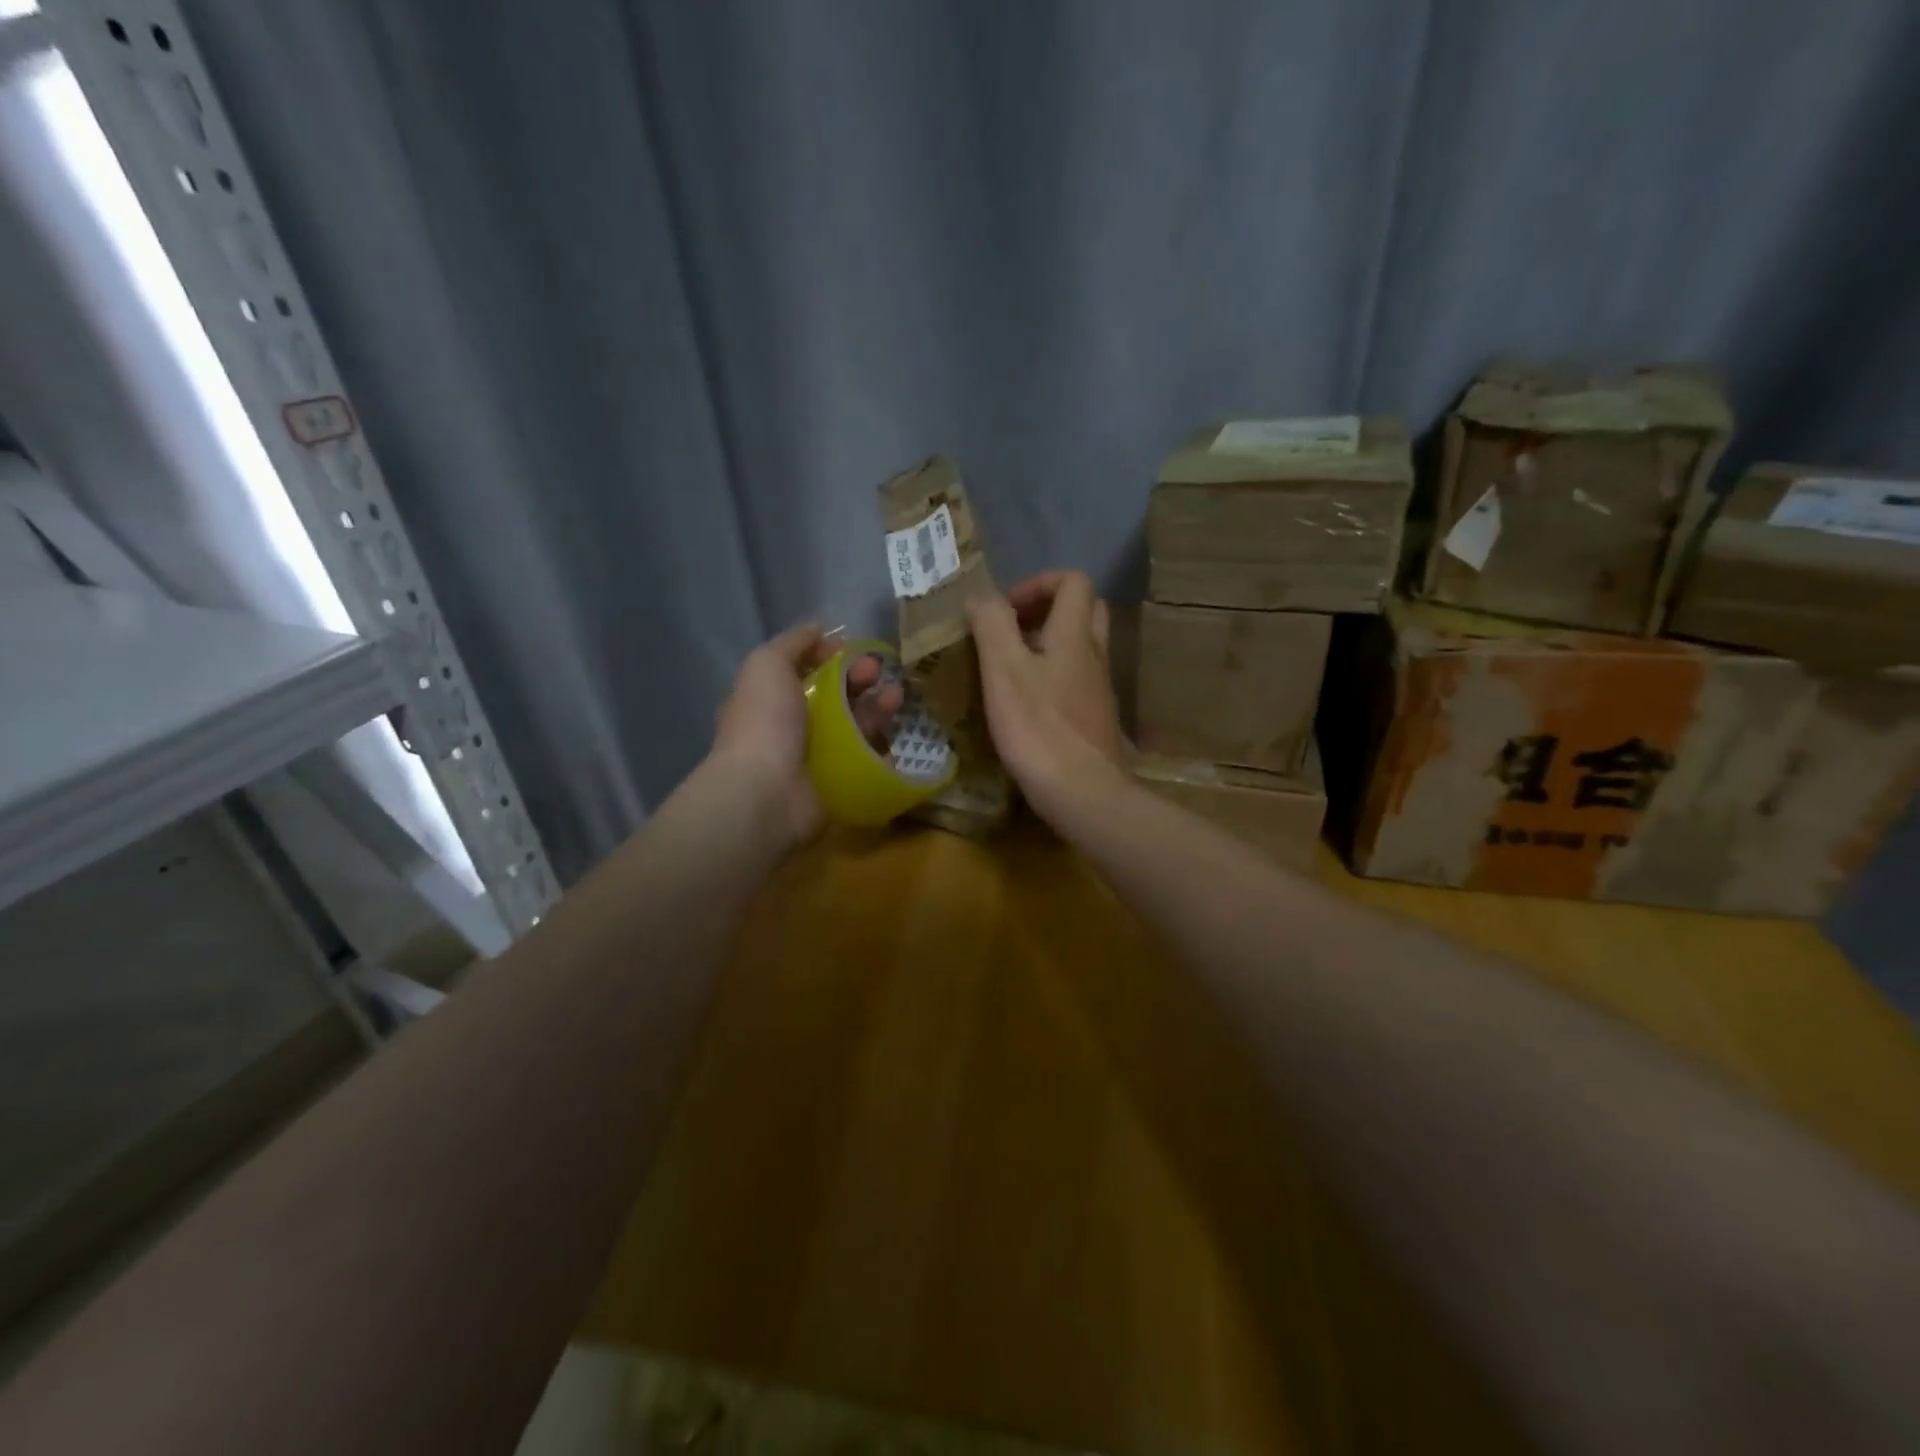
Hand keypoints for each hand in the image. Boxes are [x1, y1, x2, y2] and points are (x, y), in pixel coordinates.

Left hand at [711, 626, 901, 845]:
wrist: (767, 794)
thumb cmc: (764, 723)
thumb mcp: (767, 665)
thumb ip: (792, 644)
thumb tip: (818, 630)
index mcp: (771, 700)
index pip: (806, 673)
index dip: (830, 658)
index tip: (852, 651)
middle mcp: (792, 730)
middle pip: (835, 699)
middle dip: (859, 680)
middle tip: (879, 673)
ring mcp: (816, 760)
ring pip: (854, 729)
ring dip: (876, 709)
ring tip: (895, 699)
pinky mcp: (838, 786)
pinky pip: (866, 763)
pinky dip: (882, 750)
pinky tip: (896, 737)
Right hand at [966, 571, 1126, 824]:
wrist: (1082, 792)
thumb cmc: (1039, 728)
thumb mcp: (1003, 671)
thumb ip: (992, 625)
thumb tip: (982, 597)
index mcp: (1074, 635)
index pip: (1073, 582)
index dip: (1037, 584)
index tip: (1004, 610)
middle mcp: (1095, 656)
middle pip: (1085, 611)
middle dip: (1046, 610)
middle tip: (1011, 632)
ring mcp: (1099, 690)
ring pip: (1081, 648)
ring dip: (1048, 646)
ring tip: (1010, 668)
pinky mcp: (1095, 719)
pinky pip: (1077, 681)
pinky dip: (1053, 678)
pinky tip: (1026, 705)